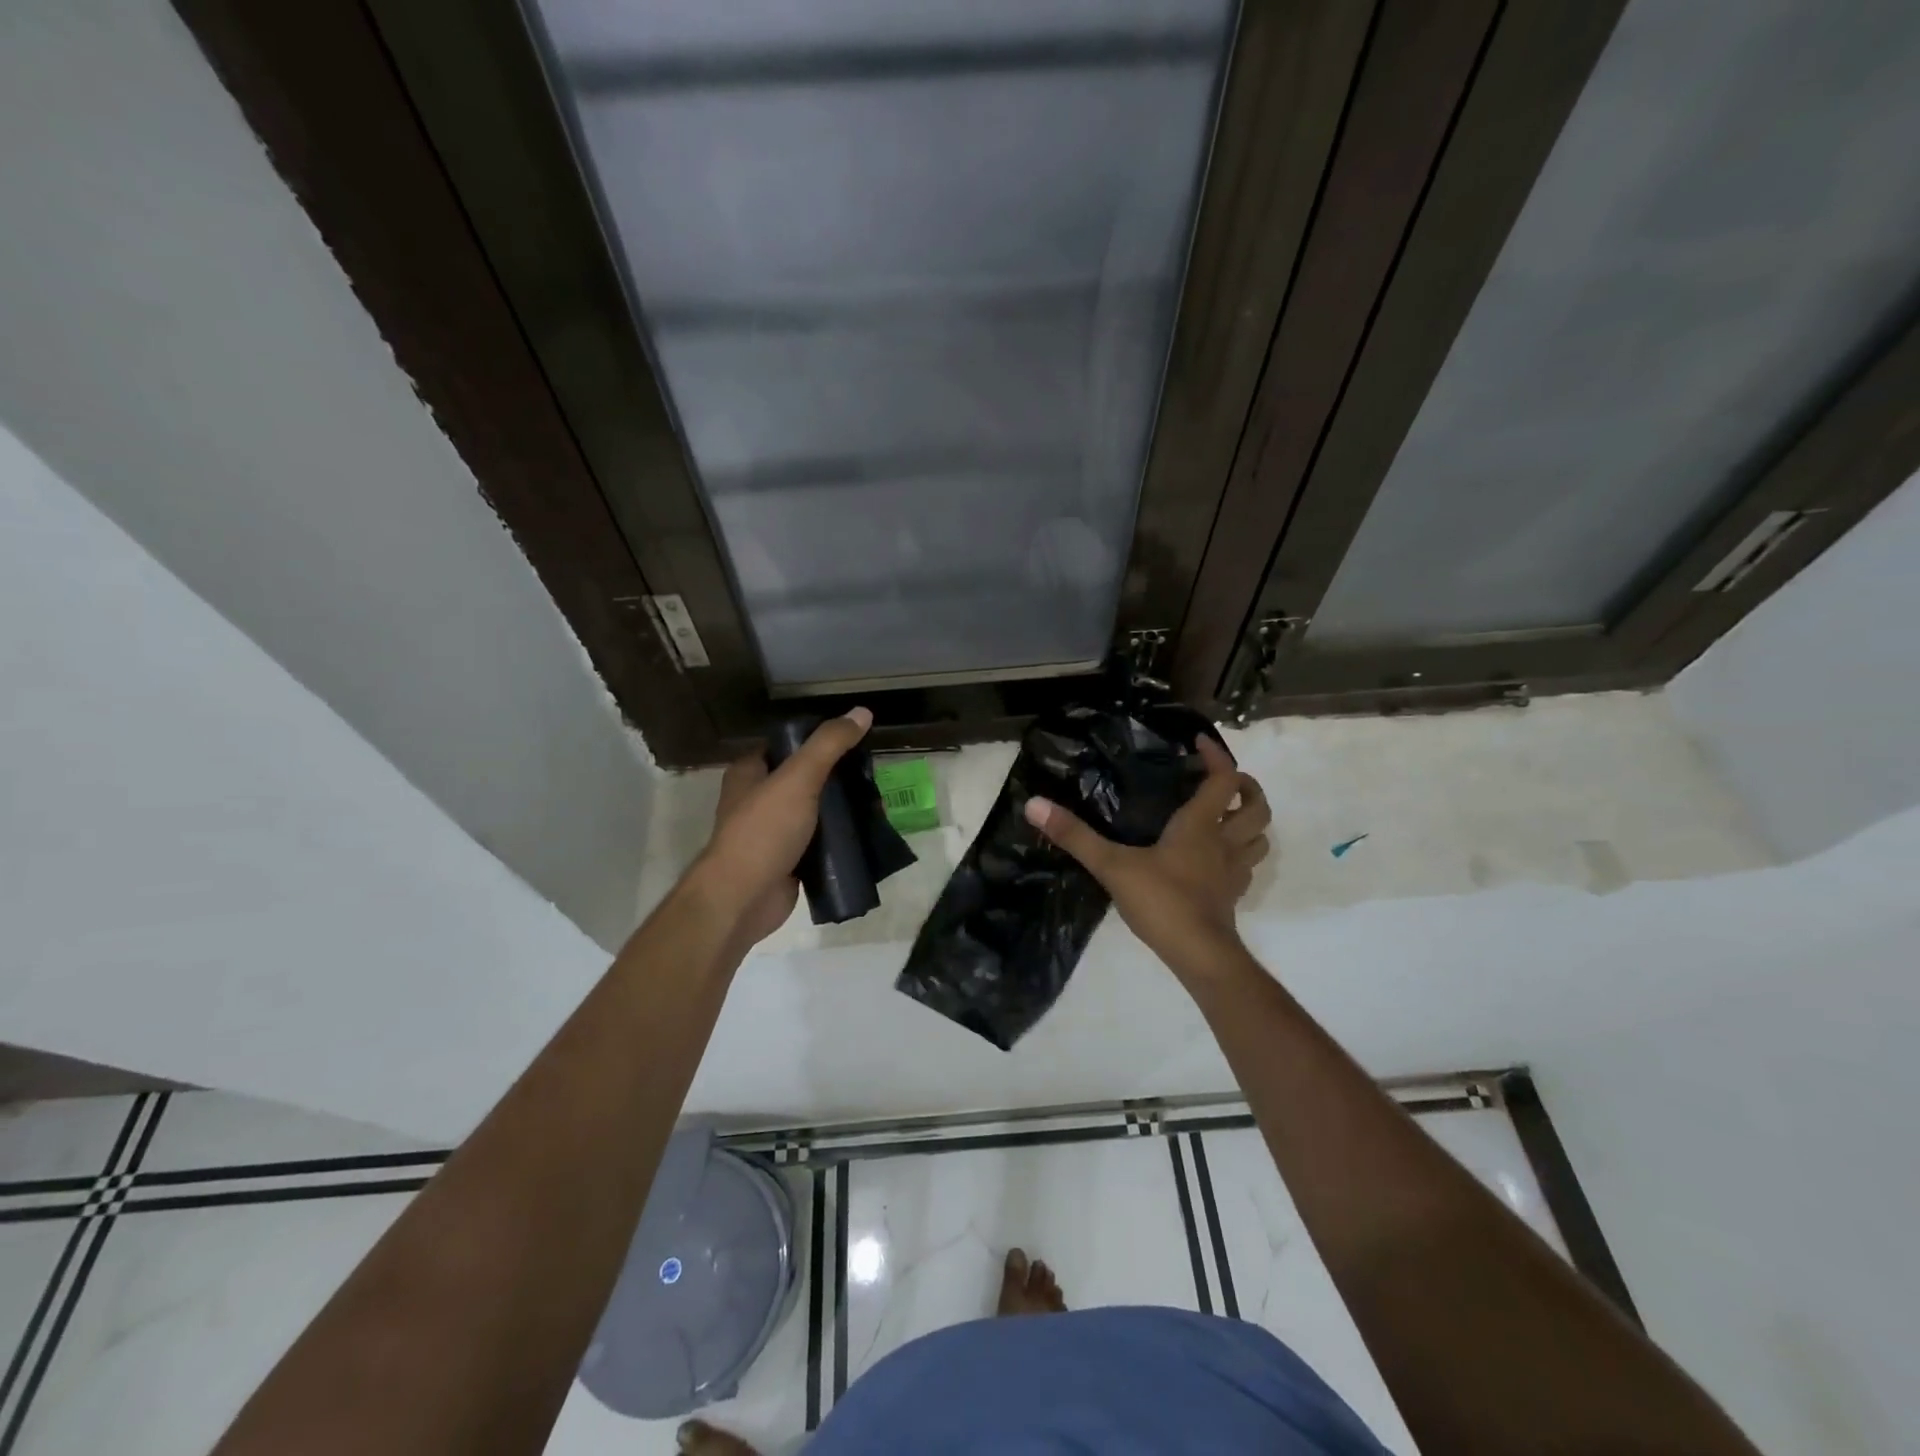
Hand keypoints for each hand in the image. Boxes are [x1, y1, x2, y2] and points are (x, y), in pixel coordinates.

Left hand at [691, 709, 871, 948]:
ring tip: (877, 802)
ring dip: (842, 809)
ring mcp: (773, 832)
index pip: (787, 744)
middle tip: (872, 774)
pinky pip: (820, 842)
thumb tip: (863, 711)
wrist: (742, 899)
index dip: (819, 739)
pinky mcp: (789, 860)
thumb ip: (829, 745)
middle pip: (805, 778)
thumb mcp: (798, 778)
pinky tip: (867, 834)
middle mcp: (758, 798)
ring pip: (815, 811)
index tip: (855, 740)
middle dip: (838, 777)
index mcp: (750, 772)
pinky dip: (840, 839)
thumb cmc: (763, 831)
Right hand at [1023, 735, 1269, 977]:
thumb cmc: (1161, 901)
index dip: (1218, 757)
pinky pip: (1247, 867)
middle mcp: (1223, 842)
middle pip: (1257, 807)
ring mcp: (1233, 871)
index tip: (1199, 743)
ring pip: (1259, 838)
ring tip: (1228, 816)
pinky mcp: (1232, 896)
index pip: (1223, 779)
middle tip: (1226, 780)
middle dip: (1248, 788)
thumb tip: (1034, 804)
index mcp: (1200, 826)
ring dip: (1250, 822)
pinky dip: (1240, 854)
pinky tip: (1218, 860)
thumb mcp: (1111, 865)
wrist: (1199, 954)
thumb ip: (1075, 835)